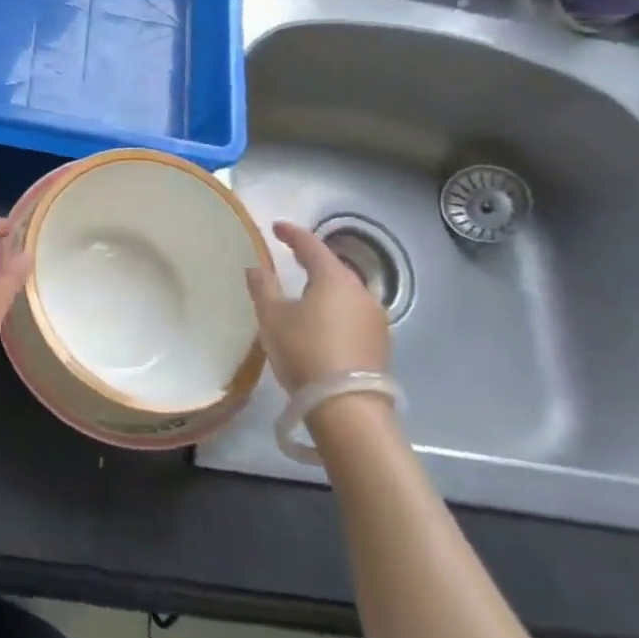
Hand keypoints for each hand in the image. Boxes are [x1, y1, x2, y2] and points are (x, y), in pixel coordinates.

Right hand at [246, 221, 390, 391]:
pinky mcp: (381, 344)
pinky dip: (337, 311)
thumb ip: (263, 287)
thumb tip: (257, 268)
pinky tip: (324, 325)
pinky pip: (354, 315)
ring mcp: (376, 319)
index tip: (276, 228)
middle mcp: (361, 291)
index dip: (292, 234)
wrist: (348, 408)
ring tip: (306, 296)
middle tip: (291, 259)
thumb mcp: (272, 318)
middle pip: (333, 268)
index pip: (311, 245)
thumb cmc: (305, 352)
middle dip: (312, 261)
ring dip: (326, 289)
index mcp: (334, 278)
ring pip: (346, 293)